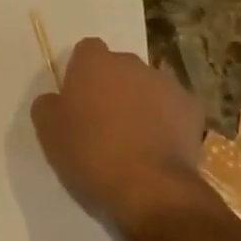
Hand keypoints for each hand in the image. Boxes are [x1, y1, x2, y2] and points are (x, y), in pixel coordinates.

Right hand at [31, 38, 220, 233]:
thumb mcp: (48, 133)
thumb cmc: (91, 155)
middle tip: (105, 123)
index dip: (82, 73)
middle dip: (113, 87)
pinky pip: (174, 109)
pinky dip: (168, 122)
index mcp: (94, 62)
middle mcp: (130, 63)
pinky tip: (161, 150)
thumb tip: (55, 100)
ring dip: (141, 104)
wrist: (151, 190)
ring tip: (135, 141)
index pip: (87, 51)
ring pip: (147, 87)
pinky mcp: (192, 109)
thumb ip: (47, 105)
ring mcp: (165, 84)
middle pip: (119, 68)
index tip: (79, 100)